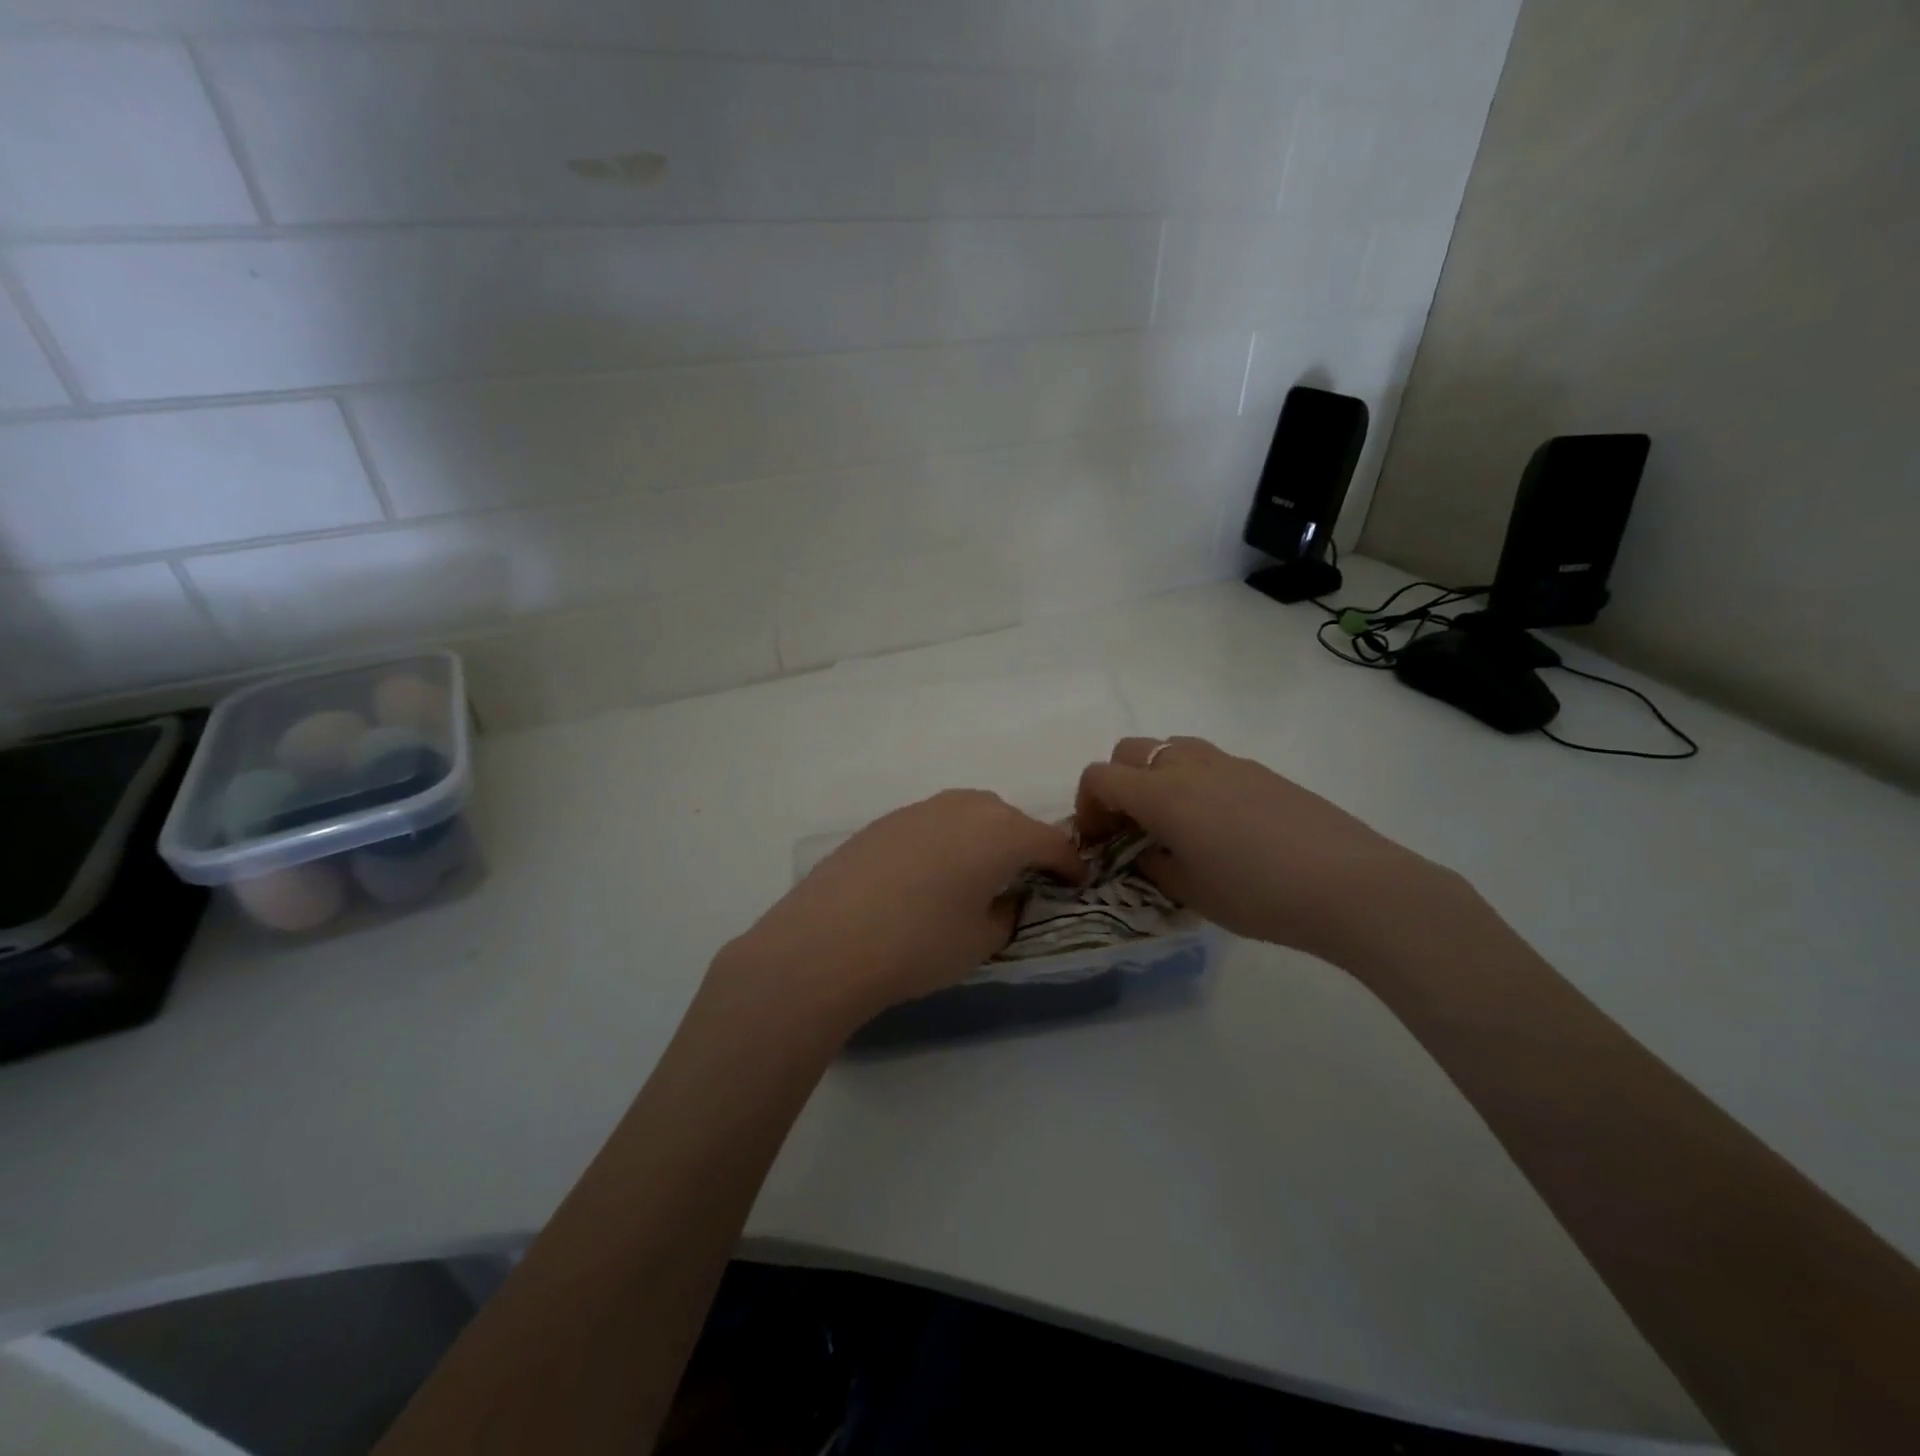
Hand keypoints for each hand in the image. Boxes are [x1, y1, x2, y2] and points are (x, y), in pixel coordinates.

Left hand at [718, 790, 1082, 1031]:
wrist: (827, 941)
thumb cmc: (918, 945)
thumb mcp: (981, 941)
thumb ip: (1007, 913)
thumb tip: (1006, 898)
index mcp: (1001, 833)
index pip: (1052, 842)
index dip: (1069, 864)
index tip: (1075, 883)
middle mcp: (965, 807)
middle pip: (1011, 820)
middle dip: (1025, 846)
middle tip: (1024, 880)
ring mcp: (922, 808)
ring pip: (971, 815)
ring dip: (984, 839)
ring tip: (977, 875)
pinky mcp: (887, 820)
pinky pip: (935, 823)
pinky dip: (947, 841)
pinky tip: (929, 876)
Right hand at [1075, 737, 1451, 967]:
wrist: (1349, 884)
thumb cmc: (1258, 894)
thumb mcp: (1191, 892)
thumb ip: (1153, 866)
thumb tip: (1144, 852)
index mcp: (1161, 794)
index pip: (1099, 777)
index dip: (1086, 806)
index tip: (1098, 840)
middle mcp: (1187, 765)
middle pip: (1129, 751)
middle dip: (1116, 784)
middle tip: (1130, 827)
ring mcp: (1227, 762)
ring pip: (1170, 747)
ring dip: (1155, 776)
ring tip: (1173, 820)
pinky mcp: (1260, 770)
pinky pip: (1208, 761)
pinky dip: (1193, 780)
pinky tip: (1220, 824)